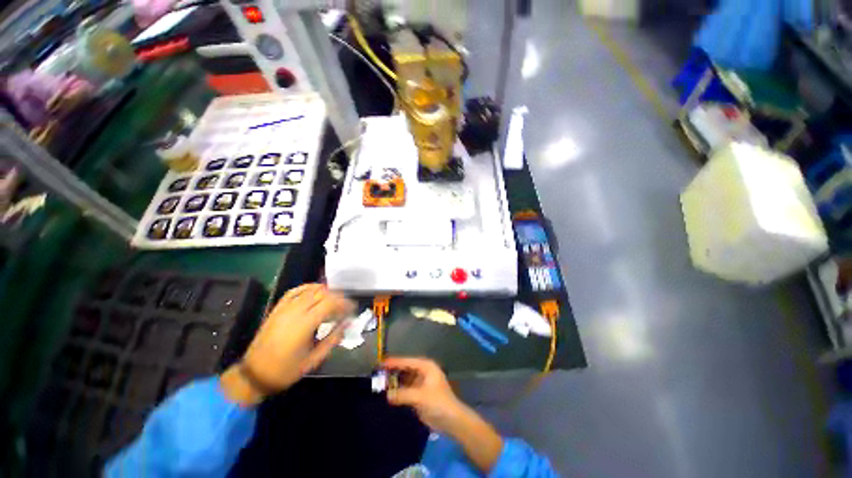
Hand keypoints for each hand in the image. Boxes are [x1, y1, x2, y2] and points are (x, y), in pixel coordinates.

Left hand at [222, 284, 354, 404]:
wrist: (254, 375)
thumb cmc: (286, 370)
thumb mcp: (314, 360)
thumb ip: (333, 339)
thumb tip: (347, 323)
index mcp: (305, 325)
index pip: (330, 303)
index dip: (344, 303)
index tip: (352, 308)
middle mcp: (295, 312)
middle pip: (322, 294)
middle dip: (338, 297)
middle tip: (346, 305)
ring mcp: (284, 309)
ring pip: (310, 290)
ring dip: (325, 291)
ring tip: (335, 298)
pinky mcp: (277, 309)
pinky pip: (294, 291)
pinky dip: (307, 287)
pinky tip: (315, 290)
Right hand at [383, 357, 503, 471]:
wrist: (451, 420)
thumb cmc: (439, 403)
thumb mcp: (420, 397)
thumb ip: (403, 394)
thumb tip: (387, 395)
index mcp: (426, 366)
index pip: (407, 361)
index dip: (394, 362)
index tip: (380, 363)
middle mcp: (422, 372)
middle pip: (405, 369)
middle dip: (393, 371)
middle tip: (377, 373)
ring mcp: (420, 383)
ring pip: (404, 379)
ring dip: (394, 381)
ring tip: (379, 383)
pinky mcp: (418, 394)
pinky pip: (405, 389)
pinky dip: (397, 391)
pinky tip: (387, 393)